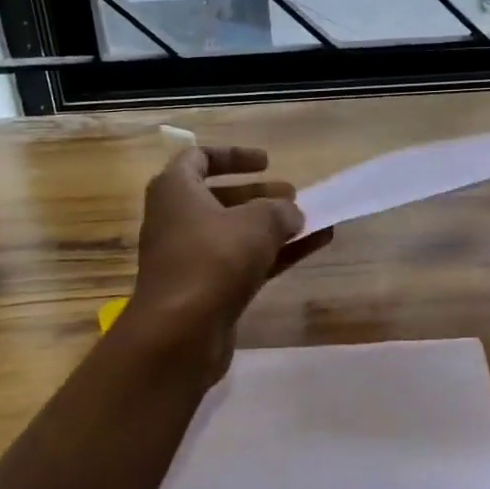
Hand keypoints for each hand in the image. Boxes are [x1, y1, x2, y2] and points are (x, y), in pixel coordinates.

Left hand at [124, 146, 329, 386]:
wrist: (180, 333)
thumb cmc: (213, 259)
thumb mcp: (257, 222)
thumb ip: (280, 210)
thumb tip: (292, 214)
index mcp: (175, 191)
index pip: (199, 158)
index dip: (234, 155)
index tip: (268, 163)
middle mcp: (177, 220)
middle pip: (219, 197)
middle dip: (259, 194)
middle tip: (292, 195)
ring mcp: (191, 258)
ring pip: (235, 232)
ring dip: (271, 225)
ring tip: (309, 220)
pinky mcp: (206, 290)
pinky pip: (244, 262)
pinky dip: (275, 253)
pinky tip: (314, 246)